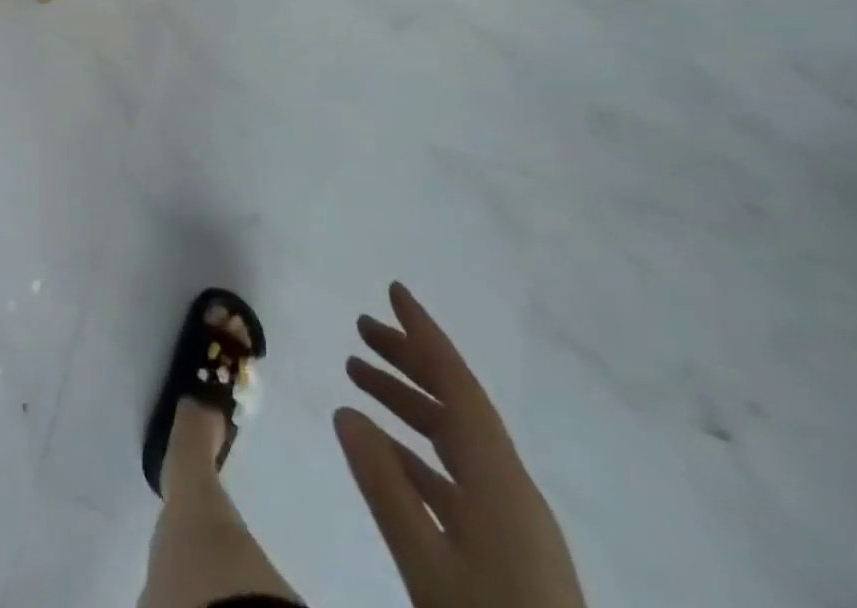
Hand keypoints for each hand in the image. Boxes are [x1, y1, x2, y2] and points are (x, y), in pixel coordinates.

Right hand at [335, 283, 585, 607]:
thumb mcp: (428, 565)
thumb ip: (385, 486)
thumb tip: (345, 411)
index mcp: (498, 479)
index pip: (457, 383)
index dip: (424, 333)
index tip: (393, 291)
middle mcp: (509, 486)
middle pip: (455, 402)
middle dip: (408, 359)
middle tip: (360, 329)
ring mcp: (511, 520)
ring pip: (453, 438)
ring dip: (407, 403)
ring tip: (357, 377)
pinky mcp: (507, 550)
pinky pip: (455, 476)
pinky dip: (416, 451)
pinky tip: (384, 452)